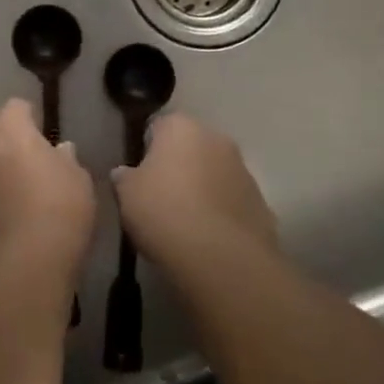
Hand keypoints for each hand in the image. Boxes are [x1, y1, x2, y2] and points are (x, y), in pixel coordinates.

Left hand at [0, 99, 95, 276]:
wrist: (29, 264)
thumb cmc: (62, 209)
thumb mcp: (79, 179)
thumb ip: (66, 159)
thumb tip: (60, 150)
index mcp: (11, 135)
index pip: (14, 108)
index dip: (28, 116)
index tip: (41, 129)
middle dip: (4, 145)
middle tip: (27, 164)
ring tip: (13, 202)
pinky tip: (1, 232)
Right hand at [113, 113, 278, 270]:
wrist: (219, 256)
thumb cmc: (164, 212)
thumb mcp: (126, 194)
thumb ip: (124, 178)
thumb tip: (124, 174)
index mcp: (181, 127)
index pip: (158, 126)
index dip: (146, 149)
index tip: (139, 175)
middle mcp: (216, 138)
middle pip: (191, 147)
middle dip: (178, 166)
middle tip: (160, 197)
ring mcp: (243, 169)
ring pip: (215, 173)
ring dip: (203, 188)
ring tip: (185, 222)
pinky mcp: (260, 202)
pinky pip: (232, 201)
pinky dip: (221, 212)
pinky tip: (208, 238)